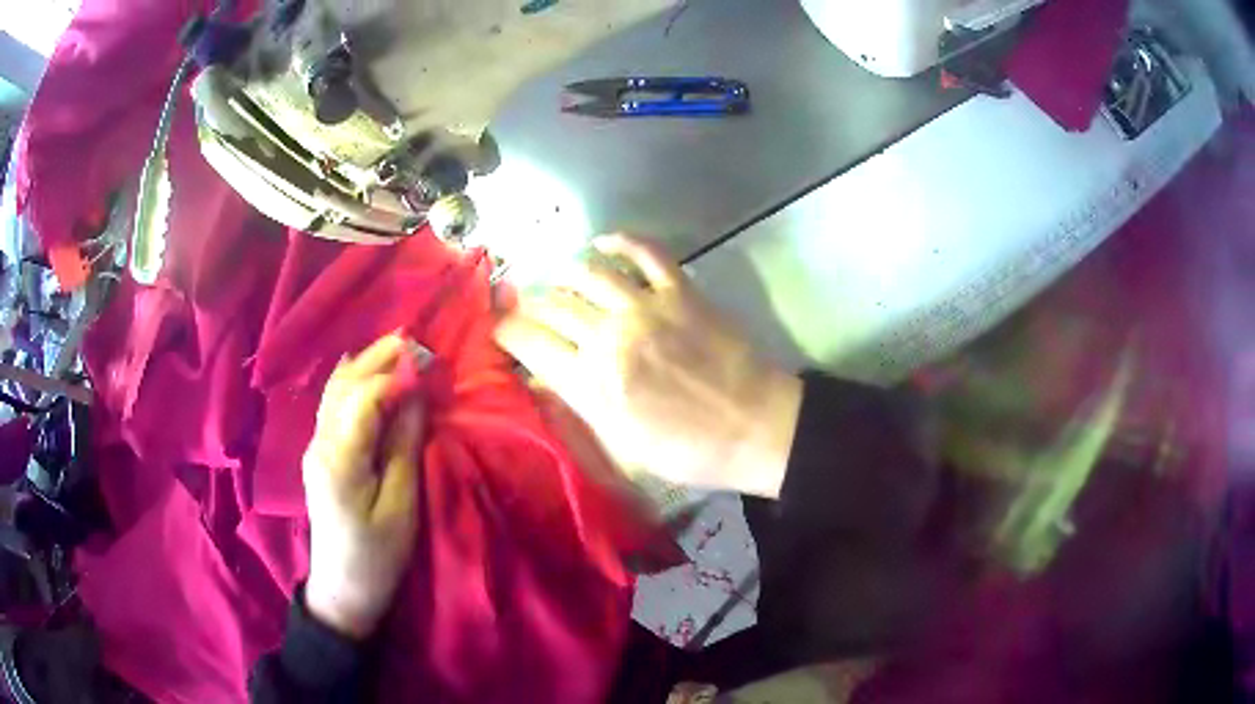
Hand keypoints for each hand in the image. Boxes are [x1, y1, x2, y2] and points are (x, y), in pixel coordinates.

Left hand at [302, 334, 424, 639]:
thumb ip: (404, 448)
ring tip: (395, 348)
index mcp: (339, 459)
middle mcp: (319, 443)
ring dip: (364, 365)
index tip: (427, 362)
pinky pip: (333, 406)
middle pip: (344, 386)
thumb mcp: (400, 508)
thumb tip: (414, 397)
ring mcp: (315, 447)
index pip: (363, 397)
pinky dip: (353, 383)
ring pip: (335, 391)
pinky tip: (364, 373)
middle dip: (377, 358)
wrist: (342, 588)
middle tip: (414, 340)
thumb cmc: (377, 556)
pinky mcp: (319, 454)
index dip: (394, 375)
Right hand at [495, 235, 801, 497]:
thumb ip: (576, 413)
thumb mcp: (622, 451)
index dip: (505, 331)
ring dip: (566, 273)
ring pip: (588, 270)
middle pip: (551, 303)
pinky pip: (645, 251)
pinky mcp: (682, 291)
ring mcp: (647, 308)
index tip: (500, 329)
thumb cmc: (688, 451)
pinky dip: (621, 240)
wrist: (755, 428)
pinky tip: (604, 242)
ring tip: (562, 282)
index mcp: (591, 384)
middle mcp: (610, 337)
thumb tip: (540, 382)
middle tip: (530, 309)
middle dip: (530, 304)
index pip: (528, 342)